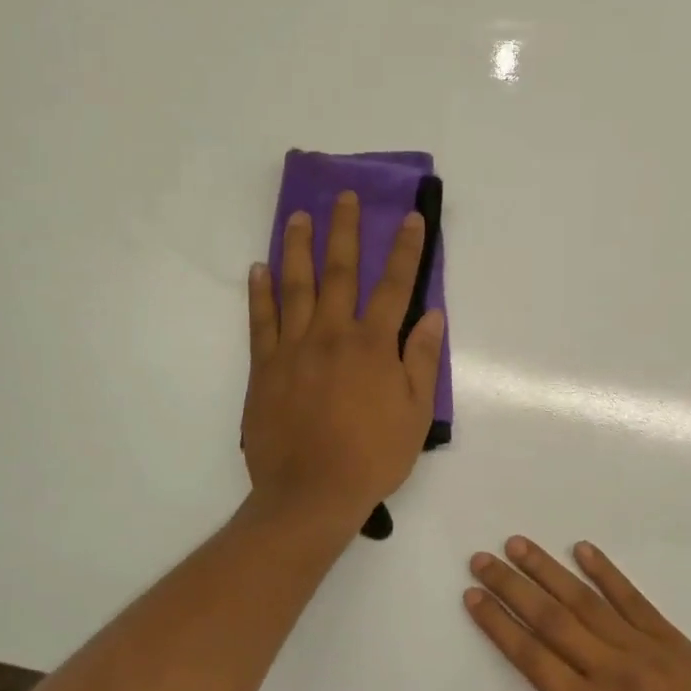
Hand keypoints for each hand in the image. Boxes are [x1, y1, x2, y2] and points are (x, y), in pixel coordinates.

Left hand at [244, 190, 444, 526]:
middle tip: (345, 196)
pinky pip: (261, 321)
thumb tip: (432, 317)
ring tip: (301, 217)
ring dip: (299, 248)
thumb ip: (421, 361)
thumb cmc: (372, 457)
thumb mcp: (415, 414)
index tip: (410, 218)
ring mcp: (293, 349)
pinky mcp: (264, 367)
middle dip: (345, 232)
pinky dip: (260, 293)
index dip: (405, 250)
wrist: (311, 493)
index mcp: (372, 346)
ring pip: (295, 287)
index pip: (394, 287)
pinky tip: (259, 269)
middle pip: (340, 273)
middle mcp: (332, 335)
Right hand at [465, 538, 690, 690]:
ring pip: (585, 600)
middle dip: (512, 585)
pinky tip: (584, 549)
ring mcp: (641, 648)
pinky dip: (606, 572)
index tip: (472, 596)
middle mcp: (608, 669)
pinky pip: (632, 598)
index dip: (497, 623)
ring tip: (519, 544)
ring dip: (549, 570)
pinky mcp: (670, 639)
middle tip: (482, 558)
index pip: (530, 655)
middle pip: (550, 617)